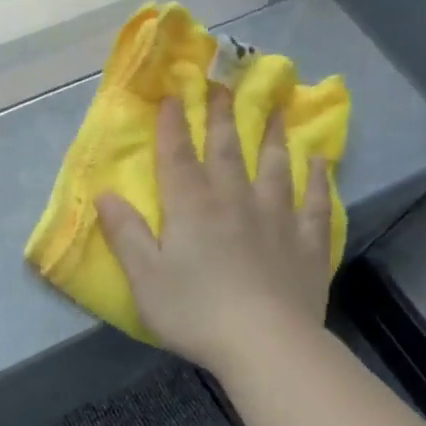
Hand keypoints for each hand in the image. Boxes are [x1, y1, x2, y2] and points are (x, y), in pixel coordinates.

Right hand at [97, 89, 332, 375]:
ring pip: (275, 166)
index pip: (177, 157)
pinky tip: (320, 161)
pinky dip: (318, 178)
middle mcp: (234, 201)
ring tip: (275, 109)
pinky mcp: (306, 242)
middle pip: (227, 151)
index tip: (173, 94)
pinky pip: (314, 202)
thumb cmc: (194, 312)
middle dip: (221, 117)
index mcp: (191, 208)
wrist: (264, 342)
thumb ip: (125, 234)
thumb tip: (106, 194)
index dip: (173, 125)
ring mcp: (276, 218)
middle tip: (225, 84)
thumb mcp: (144, 278)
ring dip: (272, 136)